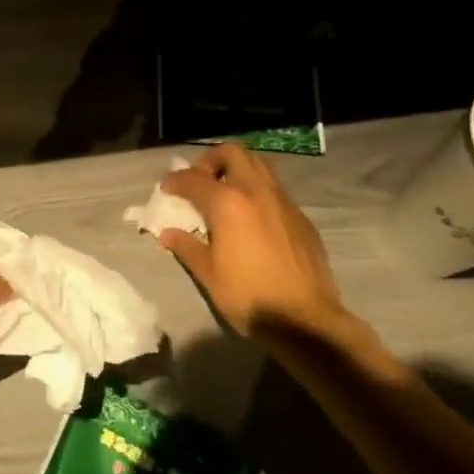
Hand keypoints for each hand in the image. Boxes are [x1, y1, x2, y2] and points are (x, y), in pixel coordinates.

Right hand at [159, 144, 352, 337]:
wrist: (306, 320)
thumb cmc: (249, 296)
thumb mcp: (209, 274)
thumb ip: (187, 247)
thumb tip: (168, 234)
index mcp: (228, 203)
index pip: (194, 179)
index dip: (176, 181)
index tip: (167, 190)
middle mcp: (256, 191)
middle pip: (232, 153)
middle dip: (212, 160)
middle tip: (201, 181)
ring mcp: (283, 202)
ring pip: (259, 165)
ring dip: (238, 170)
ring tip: (226, 193)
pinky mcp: (302, 217)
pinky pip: (276, 189)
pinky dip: (258, 191)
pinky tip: (253, 218)